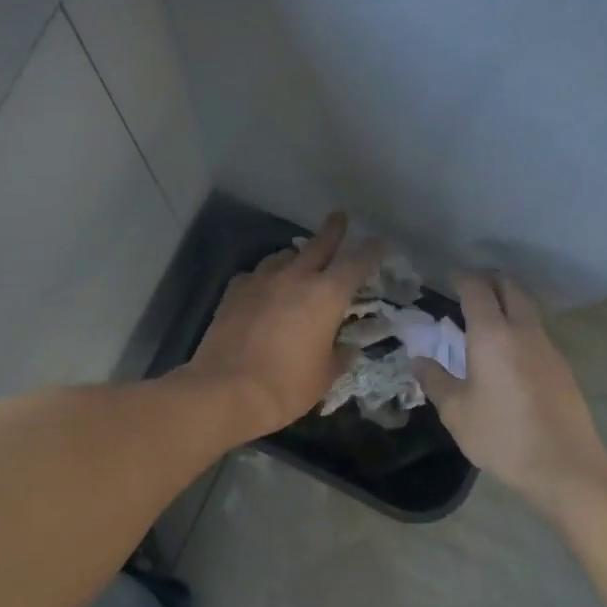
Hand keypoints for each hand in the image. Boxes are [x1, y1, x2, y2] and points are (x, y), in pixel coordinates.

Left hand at [184, 211, 382, 442]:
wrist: (226, 390)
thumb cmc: (286, 386)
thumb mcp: (325, 376)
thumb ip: (340, 356)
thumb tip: (346, 348)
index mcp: (327, 295)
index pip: (356, 263)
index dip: (371, 251)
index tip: (379, 242)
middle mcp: (295, 278)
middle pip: (318, 245)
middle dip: (332, 230)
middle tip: (339, 216)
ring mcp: (261, 281)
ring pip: (283, 256)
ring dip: (295, 255)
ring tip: (298, 258)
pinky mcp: (234, 291)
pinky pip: (255, 274)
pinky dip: (265, 277)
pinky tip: (264, 287)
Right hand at [412, 272, 606, 508]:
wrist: (564, 465)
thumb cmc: (501, 435)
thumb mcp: (455, 412)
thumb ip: (434, 380)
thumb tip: (418, 360)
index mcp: (491, 336)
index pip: (477, 290)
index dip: (462, 278)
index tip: (449, 277)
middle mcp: (523, 331)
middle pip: (510, 289)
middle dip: (490, 281)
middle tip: (470, 287)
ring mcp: (548, 347)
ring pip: (528, 309)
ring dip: (508, 302)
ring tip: (488, 316)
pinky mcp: (562, 367)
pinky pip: (537, 333)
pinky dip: (520, 327)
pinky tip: (509, 350)